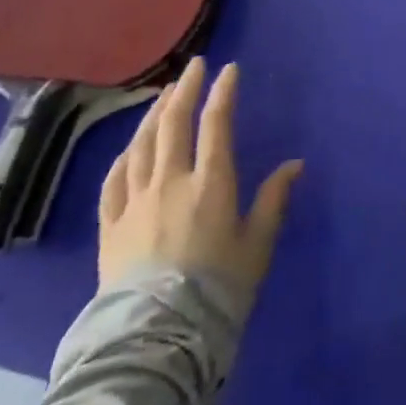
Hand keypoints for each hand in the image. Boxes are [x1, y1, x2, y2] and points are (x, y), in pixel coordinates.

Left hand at [98, 58, 302, 305]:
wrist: (157, 336)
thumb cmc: (218, 287)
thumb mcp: (258, 244)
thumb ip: (273, 200)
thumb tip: (295, 165)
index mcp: (211, 184)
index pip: (216, 124)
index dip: (222, 92)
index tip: (229, 69)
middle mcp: (170, 183)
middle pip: (173, 125)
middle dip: (184, 90)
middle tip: (193, 67)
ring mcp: (134, 203)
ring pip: (141, 146)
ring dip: (152, 115)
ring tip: (162, 96)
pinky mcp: (110, 226)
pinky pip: (114, 180)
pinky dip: (124, 155)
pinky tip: (130, 147)